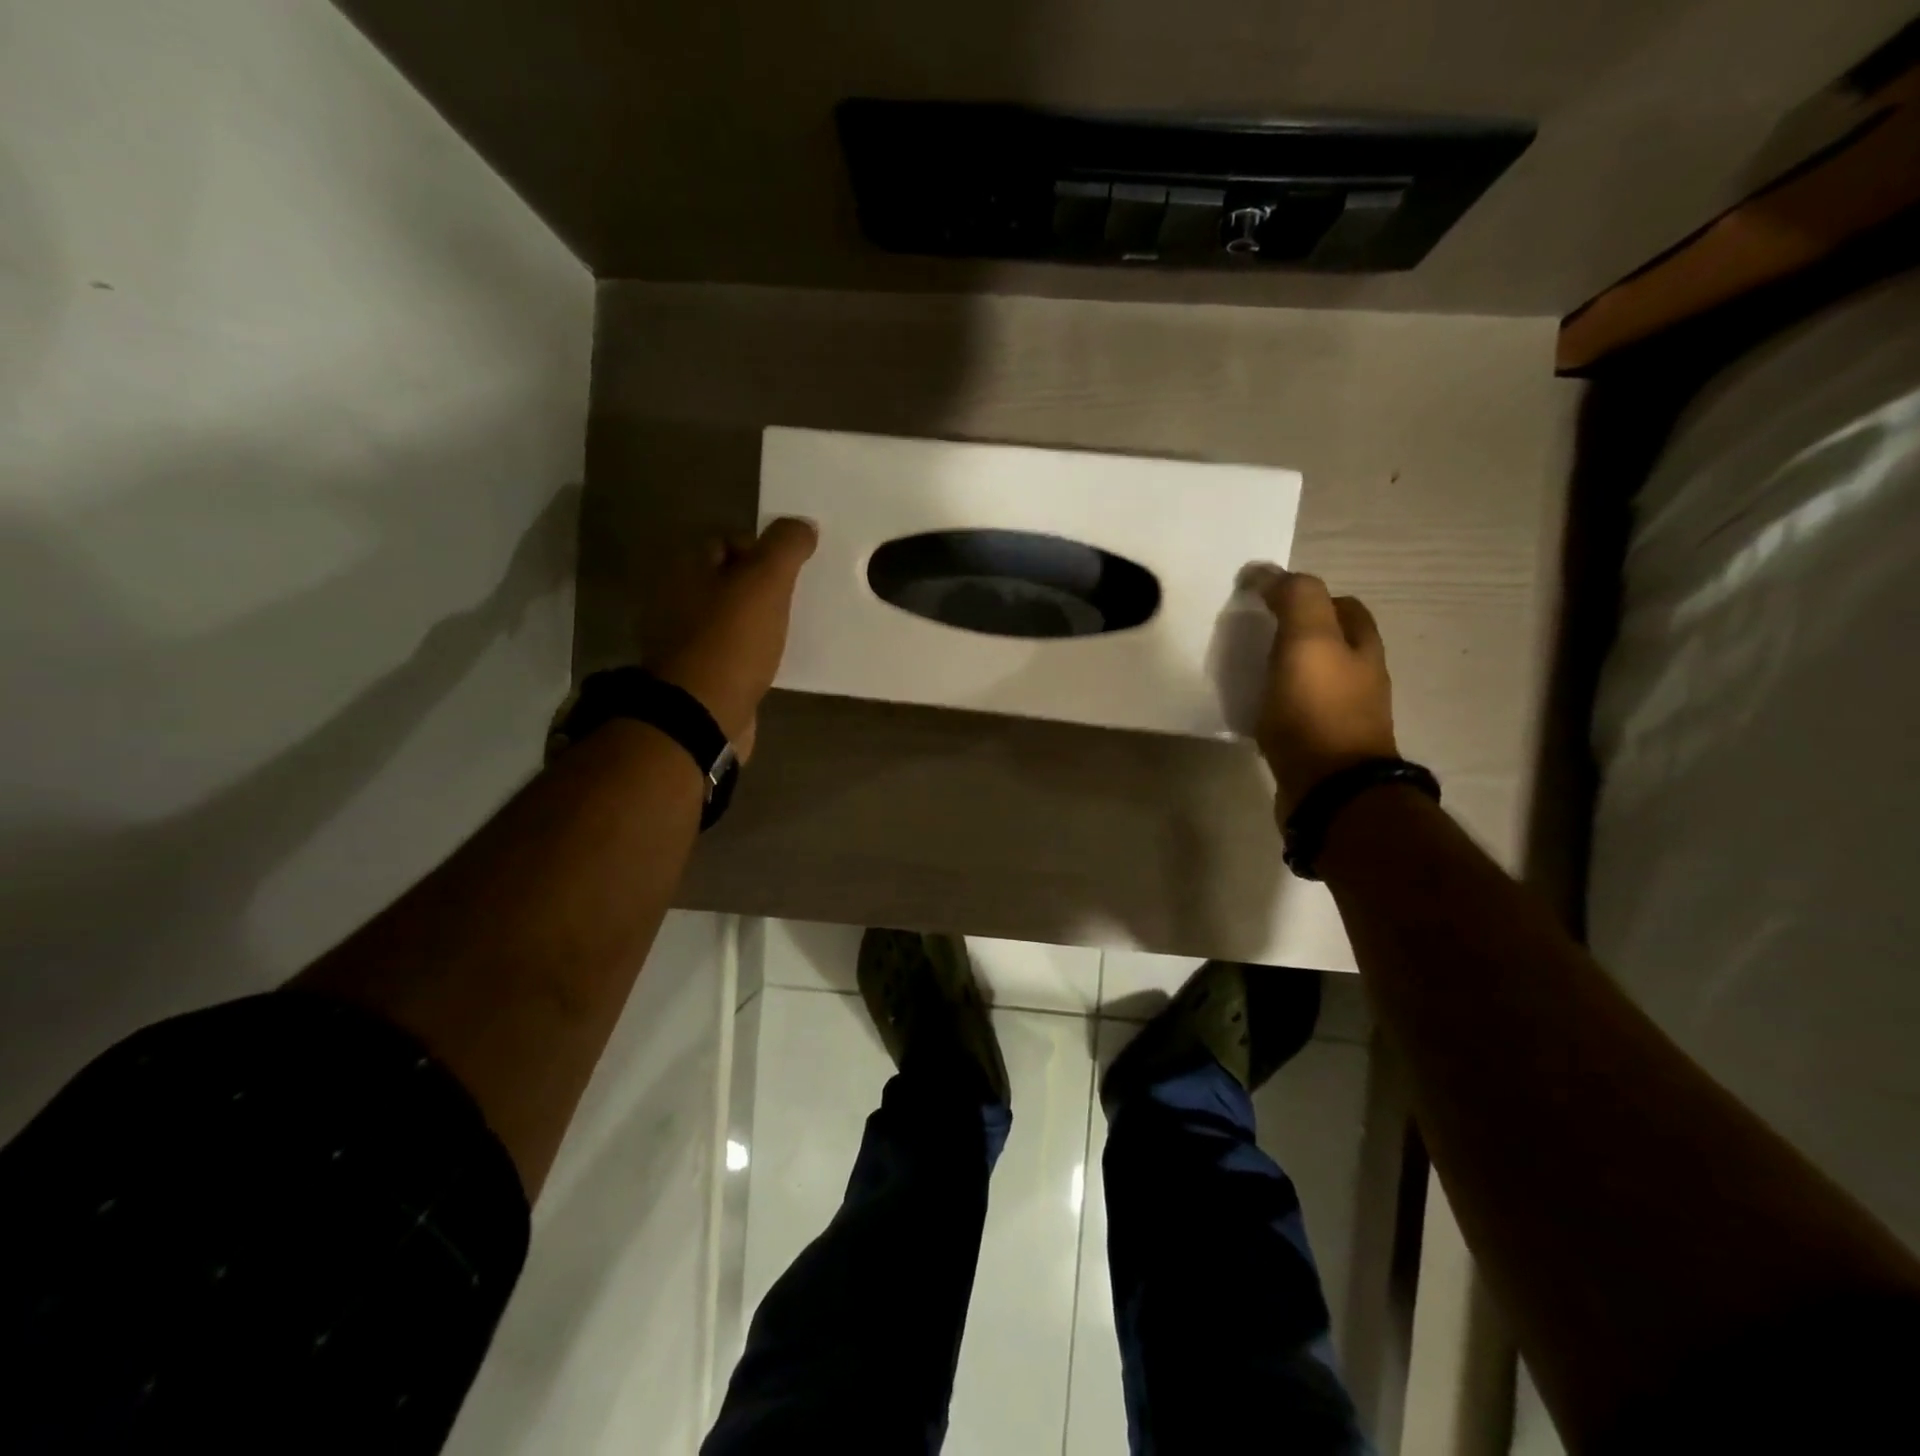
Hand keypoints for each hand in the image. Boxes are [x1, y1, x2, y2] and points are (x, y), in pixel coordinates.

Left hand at [654, 518, 817, 761]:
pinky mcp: (692, 675)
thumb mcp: (766, 581)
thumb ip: (786, 546)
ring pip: (727, 617)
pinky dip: (747, 653)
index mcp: (683, 567)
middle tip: (791, 603)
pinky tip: (768, 664)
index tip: (789, 574)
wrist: (700, 715)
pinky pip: (726, 652)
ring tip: (785, 634)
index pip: (726, 540)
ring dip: (755, 622)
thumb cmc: (731, 640)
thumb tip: (802, 526)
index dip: (762, 550)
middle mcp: (672, 597)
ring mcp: (678, 639)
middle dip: (759, 588)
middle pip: (726, 580)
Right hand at [1249, 567, 1398, 811]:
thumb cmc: (1318, 709)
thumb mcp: (1308, 640)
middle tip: (1257, 633)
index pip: (1343, 606)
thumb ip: (1294, 598)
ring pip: (1315, 678)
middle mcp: (1361, 678)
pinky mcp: (1320, 747)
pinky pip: (1299, 713)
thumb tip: (1268, 570)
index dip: (1310, 596)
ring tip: (1251, 669)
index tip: (1270, 599)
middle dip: (1300, 633)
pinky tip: (1256, 710)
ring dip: (1288, 670)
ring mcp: (1343, 716)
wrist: (1329, 789)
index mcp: (1362, 648)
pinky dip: (1280, 704)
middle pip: (1332, 643)